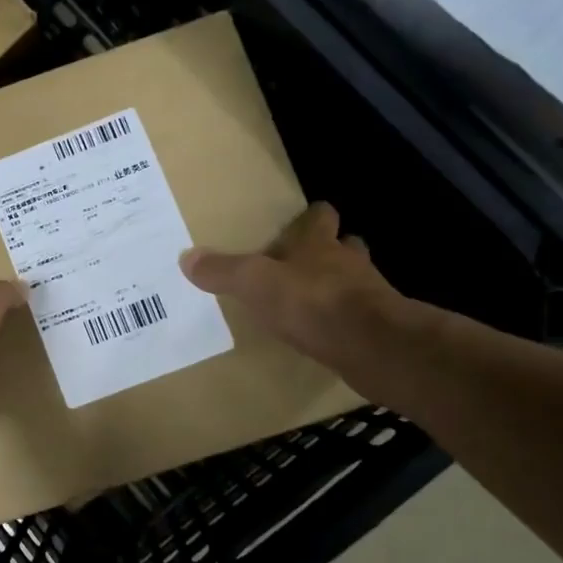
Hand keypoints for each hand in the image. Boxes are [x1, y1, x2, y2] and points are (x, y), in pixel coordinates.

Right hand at [180, 203, 404, 376]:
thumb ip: (223, 271)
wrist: (371, 345)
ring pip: (354, 281)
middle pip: (344, 246)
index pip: (320, 217)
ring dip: (338, 286)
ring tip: (314, 298)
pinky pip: (357, 317)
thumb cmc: (312, 301)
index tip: (304, 218)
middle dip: (329, 250)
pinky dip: (342, 321)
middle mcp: (347, 262)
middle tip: (306, 261)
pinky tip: (324, 333)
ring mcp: (368, 295)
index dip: (312, 217)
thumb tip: (187, 257)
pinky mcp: (376, 329)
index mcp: (318, 244)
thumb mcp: (255, 283)